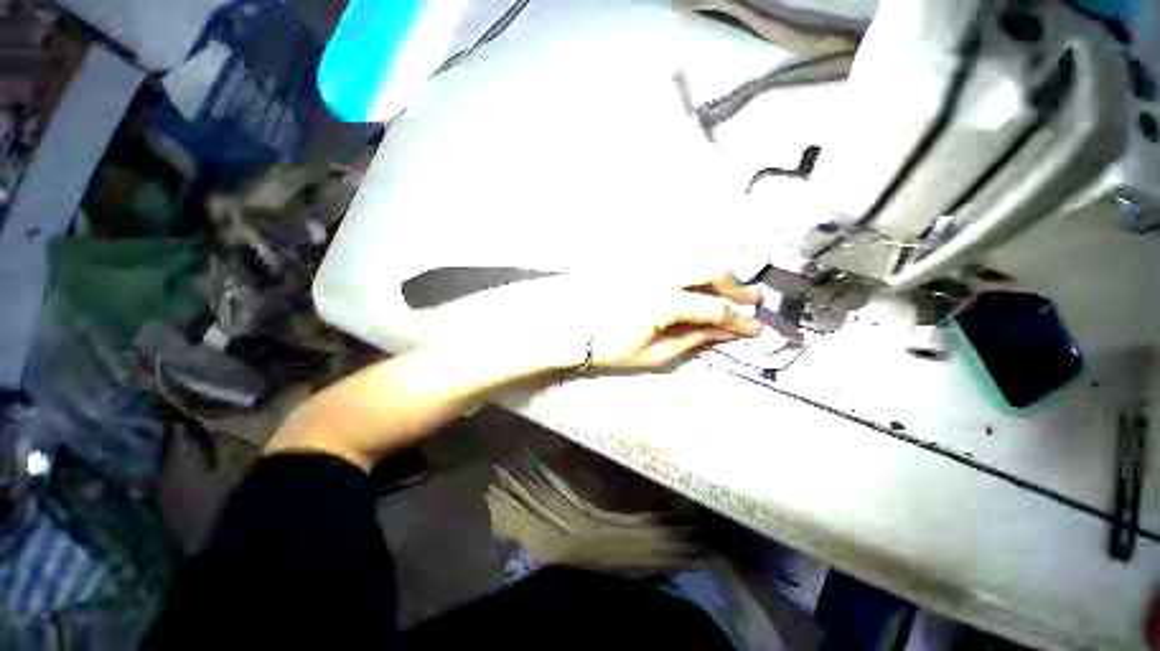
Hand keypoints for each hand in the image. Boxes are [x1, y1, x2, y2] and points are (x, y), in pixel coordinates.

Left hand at [585, 271, 762, 370]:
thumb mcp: (654, 354)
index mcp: (665, 302)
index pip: (714, 309)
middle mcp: (661, 276)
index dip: (738, 320)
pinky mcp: (638, 264)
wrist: (574, 331)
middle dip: (735, 286)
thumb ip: (692, 340)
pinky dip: (692, 268)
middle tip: (751, 299)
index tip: (755, 329)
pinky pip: (673, 259)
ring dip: (715, 274)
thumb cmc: (611, 347)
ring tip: (727, 290)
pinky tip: (696, 280)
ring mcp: (648, 266)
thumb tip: (724, 333)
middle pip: (710, 271)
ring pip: (694, 260)